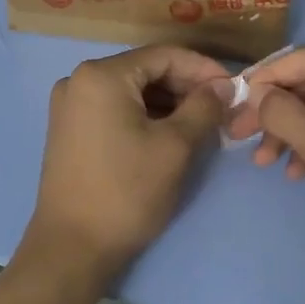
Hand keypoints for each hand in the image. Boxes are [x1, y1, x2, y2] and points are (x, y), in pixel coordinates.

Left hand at [26, 45, 231, 275]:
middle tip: (222, 108)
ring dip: (168, 103)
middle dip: (186, 87)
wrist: (72, 247)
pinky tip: (171, 133)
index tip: (235, 88)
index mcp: (101, 75)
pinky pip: (115, 109)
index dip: (203, 68)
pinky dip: (145, 116)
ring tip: (203, 123)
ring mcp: (70, 106)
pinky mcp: (69, 130)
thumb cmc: (127, 191)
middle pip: (145, 70)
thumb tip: (223, 86)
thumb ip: (204, 107)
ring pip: (131, 92)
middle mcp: (78, 80)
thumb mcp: (175, 146)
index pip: (164, 55)